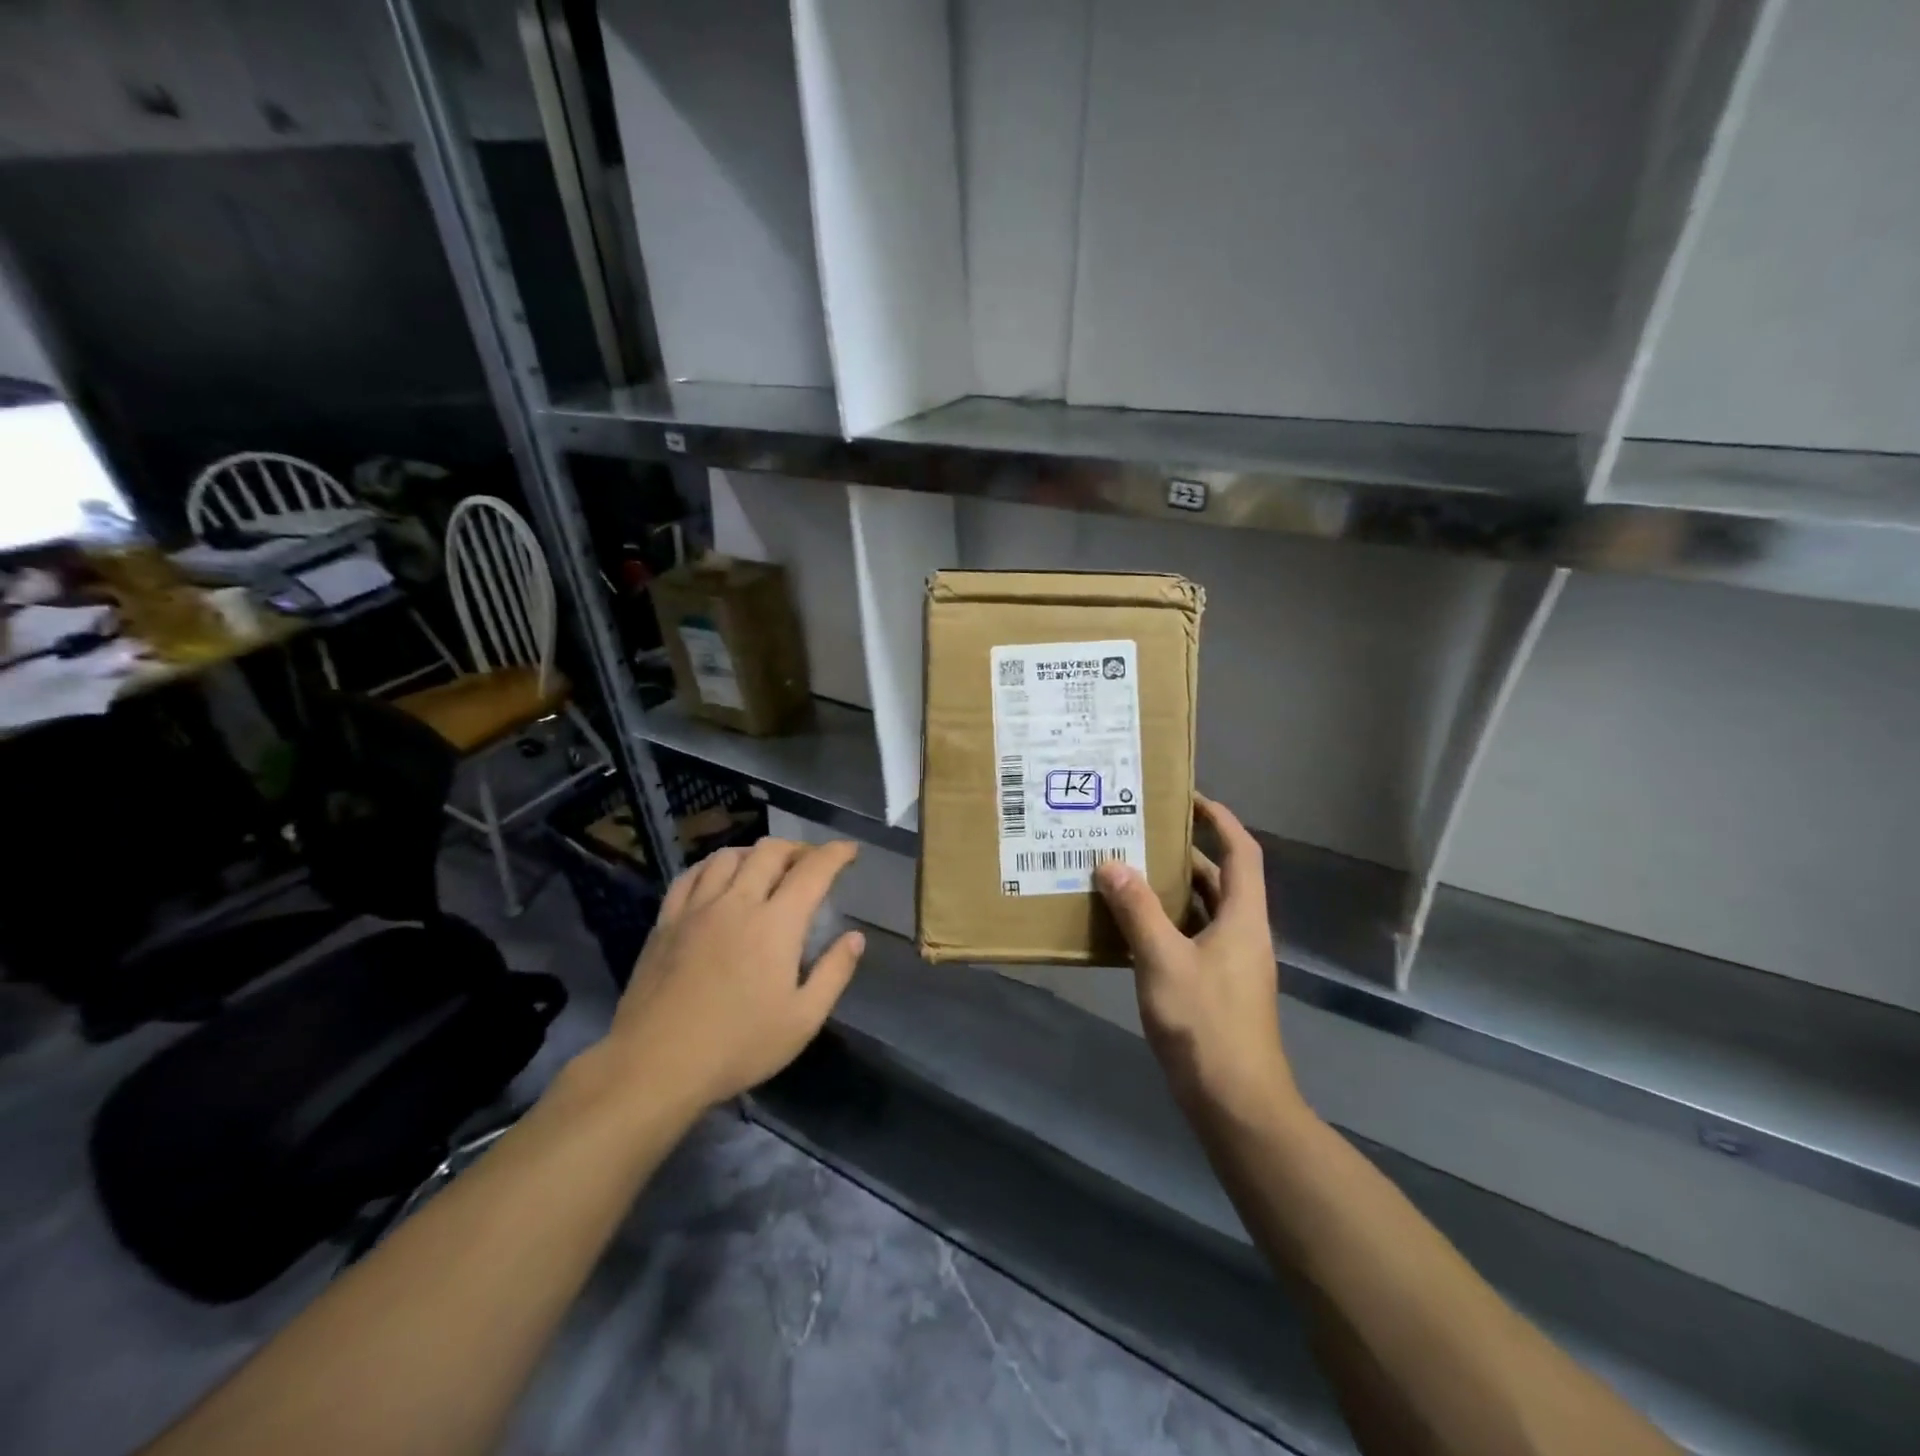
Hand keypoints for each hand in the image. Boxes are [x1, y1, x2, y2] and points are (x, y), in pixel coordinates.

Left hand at [598, 837, 865, 1114]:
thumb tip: (855, 937)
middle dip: (797, 848)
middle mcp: (738, 902)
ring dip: (755, 853)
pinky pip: (691, 875)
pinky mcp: (666, 922)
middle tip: (810, 862)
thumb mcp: (803, 1020)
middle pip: (769, 852)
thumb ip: (834, 972)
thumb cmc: (738, 1046)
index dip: (836, 853)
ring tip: (765, 867)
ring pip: (728, 856)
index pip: (813, 870)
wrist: (655, 1065)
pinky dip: (712, 865)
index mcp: (777, 923)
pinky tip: (717, 877)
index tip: (850, 849)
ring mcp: (697, 909)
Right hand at [1094, 796, 1298, 1127]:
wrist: (1235, 1103)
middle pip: (1217, 879)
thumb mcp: (1164, 961)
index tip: (1187, 798)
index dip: (1220, 820)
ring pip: (1199, 910)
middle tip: (1137, 834)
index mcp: (1242, 918)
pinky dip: (1162, 924)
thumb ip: (1137, 910)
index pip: (1241, 852)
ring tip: (1124, 871)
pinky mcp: (1213, 987)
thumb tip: (1112, 864)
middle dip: (1181, 854)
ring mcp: (1229, 963)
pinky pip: (1187, 938)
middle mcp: (1241, 933)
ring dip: (1167, 890)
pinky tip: (1126, 926)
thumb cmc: (1206, 1024)